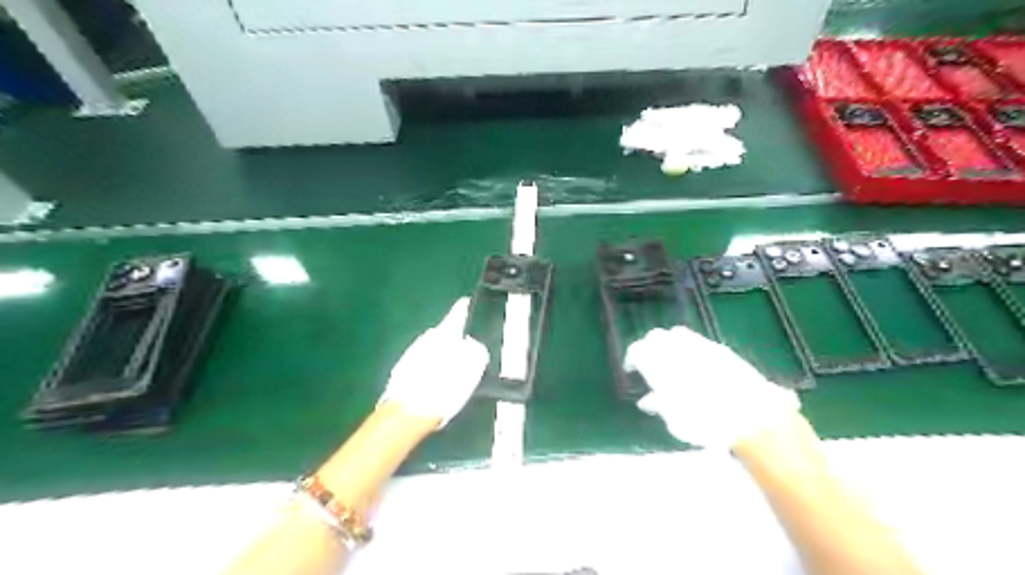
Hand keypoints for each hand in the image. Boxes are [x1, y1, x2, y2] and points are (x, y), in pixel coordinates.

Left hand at [375, 301, 486, 426]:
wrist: (409, 412)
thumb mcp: (473, 368)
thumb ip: (476, 350)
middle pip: (446, 333)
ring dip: (444, 356)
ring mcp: (412, 354)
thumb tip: (472, 344)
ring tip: (456, 372)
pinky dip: (433, 369)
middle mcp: (427, 338)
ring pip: (435, 348)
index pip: (458, 312)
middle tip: (470, 352)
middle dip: (457, 339)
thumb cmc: (445, 387)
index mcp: (444, 332)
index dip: (466, 308)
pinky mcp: (403, 371)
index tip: (471, 303)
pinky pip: (424, 363)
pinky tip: (439, 384)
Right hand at [624, 327, 799, 448]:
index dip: (632, 357)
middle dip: (650, 346)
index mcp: (661, 364)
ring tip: (671, 362)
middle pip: (657, 337)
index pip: (638, 350)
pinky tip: (695, 364)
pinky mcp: (721, 349)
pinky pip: (698, 341)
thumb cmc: (707, 423)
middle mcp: (679, 348)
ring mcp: (701, 345)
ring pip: (677, 335)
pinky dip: (690, 348)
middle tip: (649, 362)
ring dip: (670, 345)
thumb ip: (660, 405)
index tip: (631, 368)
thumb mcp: (676, 419)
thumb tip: (647, 401)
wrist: (753, 417)